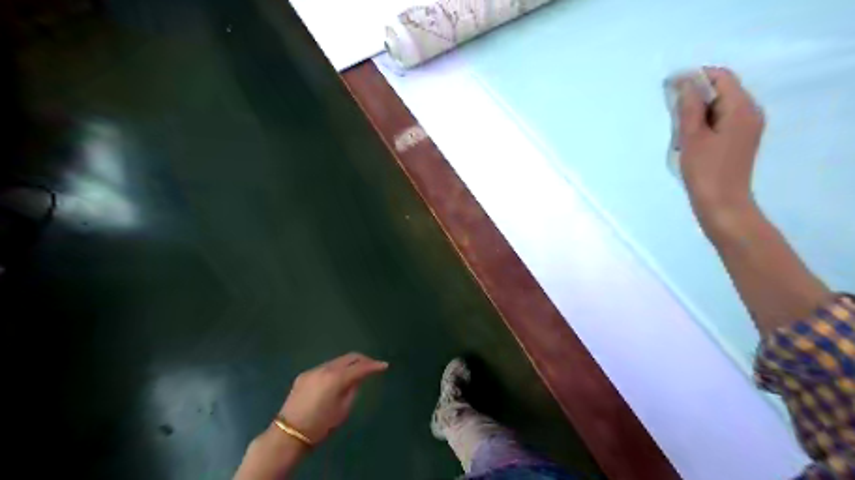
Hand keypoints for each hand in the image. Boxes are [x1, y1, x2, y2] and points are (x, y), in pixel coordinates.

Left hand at [281, 350, 387, 443]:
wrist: (289, 433)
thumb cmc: (320, 425)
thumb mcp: (343, 409)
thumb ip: (353, 389)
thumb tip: (358, 378)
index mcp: (337, 378)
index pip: (360, 367)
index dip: (374, 366)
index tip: (384, 366)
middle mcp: (326, 368)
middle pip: (349, 357)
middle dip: (363, 360)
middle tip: (372, 366)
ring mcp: (313, 370)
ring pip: (337, 361)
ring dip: (349, 364)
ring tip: (356, 372)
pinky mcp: (304, 375)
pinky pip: (325, 368)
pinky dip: (335, 370)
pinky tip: (337, 380)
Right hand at [679, 66, 764, 226]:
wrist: (722, 204)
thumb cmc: (705, 171)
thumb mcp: (692, 137)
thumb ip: (689, 107)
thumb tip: (685, 82)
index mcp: (742, 108)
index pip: (721, 77)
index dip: (695, 76)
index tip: (670, 86)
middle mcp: (750, 112)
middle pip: (723, 90)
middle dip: (696, 94)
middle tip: (669, 108)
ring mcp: (747, 127)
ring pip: (721, 106)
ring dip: (698, 109)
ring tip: (677, 125)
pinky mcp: (739, 140)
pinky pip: (722, 120)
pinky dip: (704, 121)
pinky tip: (688, 136)